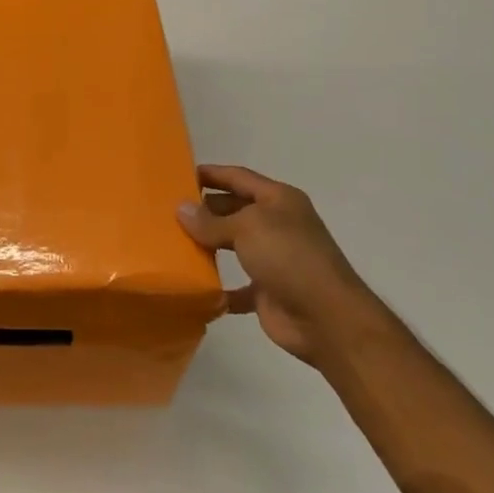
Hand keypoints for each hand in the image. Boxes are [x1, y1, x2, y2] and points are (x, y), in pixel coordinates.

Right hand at [177, 164, 362, 366]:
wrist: (326, 318)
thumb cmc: (288, 257)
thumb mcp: (246, 228)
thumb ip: (211, 220)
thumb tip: (181, 209)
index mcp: (279, 200)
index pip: (239, 177)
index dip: (212, 174)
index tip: (179, 174)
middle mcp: (277, 225)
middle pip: (234, 209)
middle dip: (205, 209)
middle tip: (168, 211)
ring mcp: (273, 258)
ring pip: (233, 245)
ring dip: (207, 245)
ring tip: (172, 242)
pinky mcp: (267, 290)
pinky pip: (236, 286)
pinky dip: (218, 286)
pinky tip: (194, 285)